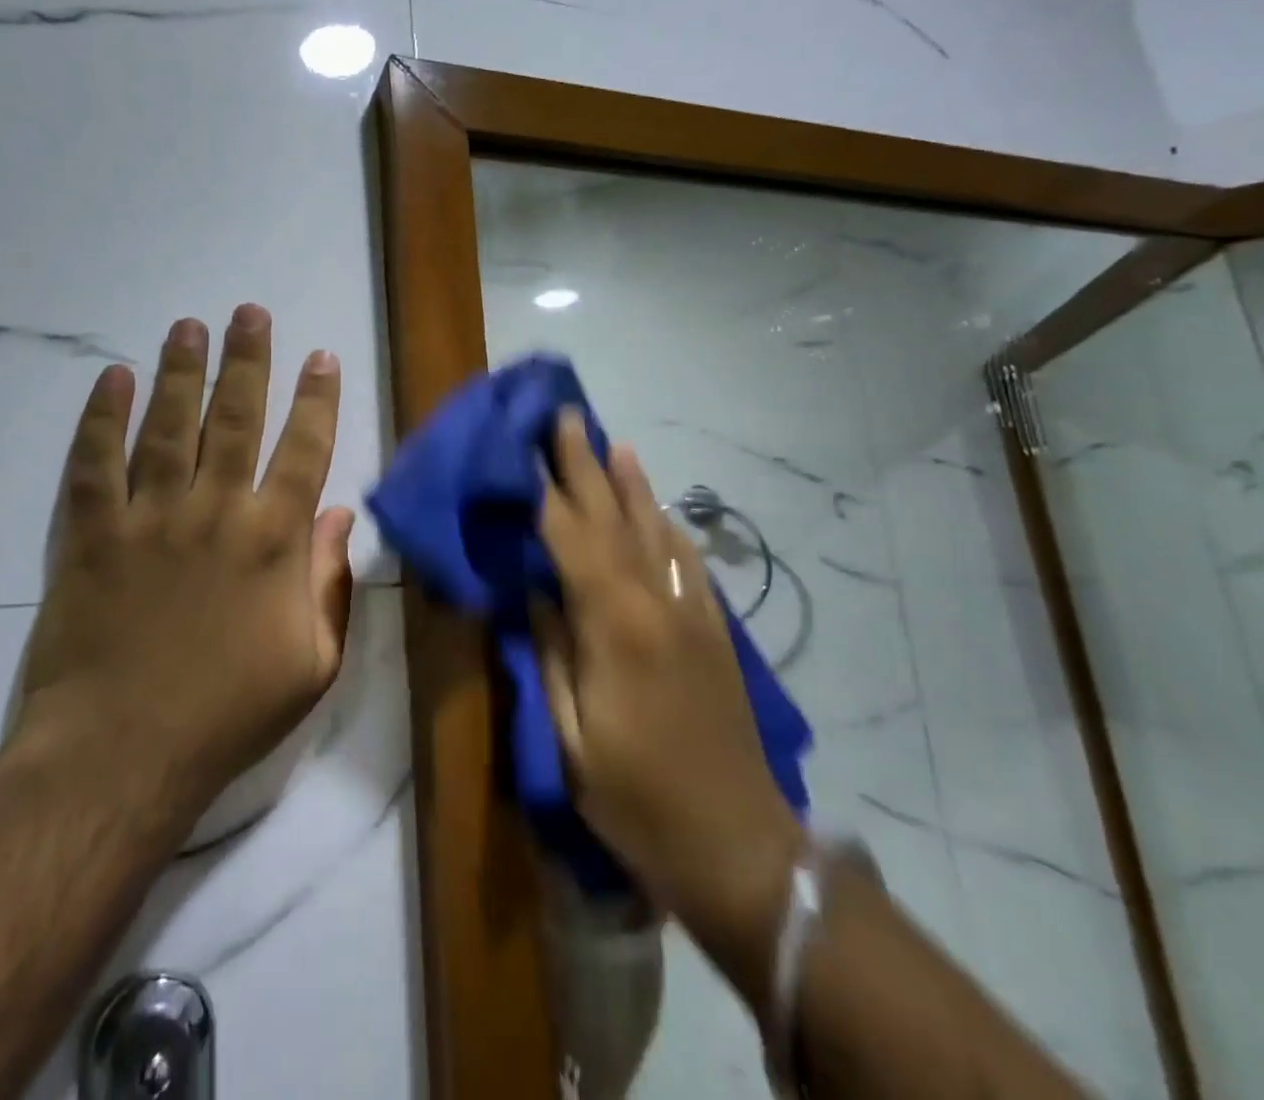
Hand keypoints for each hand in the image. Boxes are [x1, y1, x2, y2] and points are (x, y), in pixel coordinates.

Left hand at [10, 304, 355, 823]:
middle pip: (236, 417)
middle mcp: (215, 510)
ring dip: (180, 371)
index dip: (316, 398)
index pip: (304, 449)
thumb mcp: (312, 664)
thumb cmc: (228, 714)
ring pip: (168, 425)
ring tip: (188, 326)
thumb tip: (338, 518)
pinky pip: (94, 463)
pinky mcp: (89, 535)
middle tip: (248, 312)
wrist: (121, 756)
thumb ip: (330, 585)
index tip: (320, 356)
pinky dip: (101, 417)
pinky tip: (110, 378)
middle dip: (247, 360)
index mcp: (274, 540)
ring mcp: (148, 517)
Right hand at [535, 412, 798, 949]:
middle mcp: (656, 604)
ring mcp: (692, 614)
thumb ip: (552, 655)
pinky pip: (689, 563)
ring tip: (614, 444)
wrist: (738, 846)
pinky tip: (660, 510)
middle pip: (614, 520)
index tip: (524, 448)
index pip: (571, 540)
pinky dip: (669, 527)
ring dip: (632, 484)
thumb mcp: (571, 738)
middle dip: (586, 466)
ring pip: (656, 532)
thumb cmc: (638, 800)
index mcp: (614, 627)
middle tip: (567, 416)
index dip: (544, 492)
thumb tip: (534, 595)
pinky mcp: (715, 632)